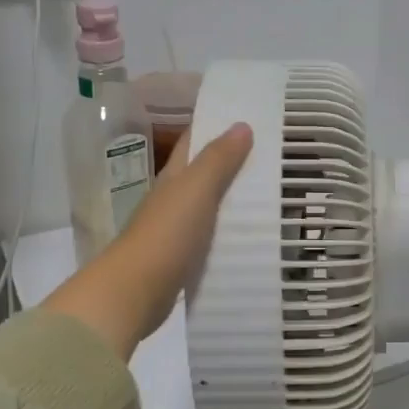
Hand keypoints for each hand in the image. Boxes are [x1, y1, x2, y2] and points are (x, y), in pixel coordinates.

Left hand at [44, 124, 254, 358]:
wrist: (134, 292)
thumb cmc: (166, 234)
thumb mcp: (195, 190)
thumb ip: (218, 159)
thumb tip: (241, 124)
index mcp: (174, 177)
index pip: (194, 141)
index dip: (216, 125)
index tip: (249, 115)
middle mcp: (173, 198)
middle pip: (204, 173)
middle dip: (233, 161)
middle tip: (274, 154)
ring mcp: (175, 230)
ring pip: (209, 205)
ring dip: (234, 197)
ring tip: (273, 192)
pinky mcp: (182, 259)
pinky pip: (212, 236)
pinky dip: (230, 230)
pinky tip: (252, 234)